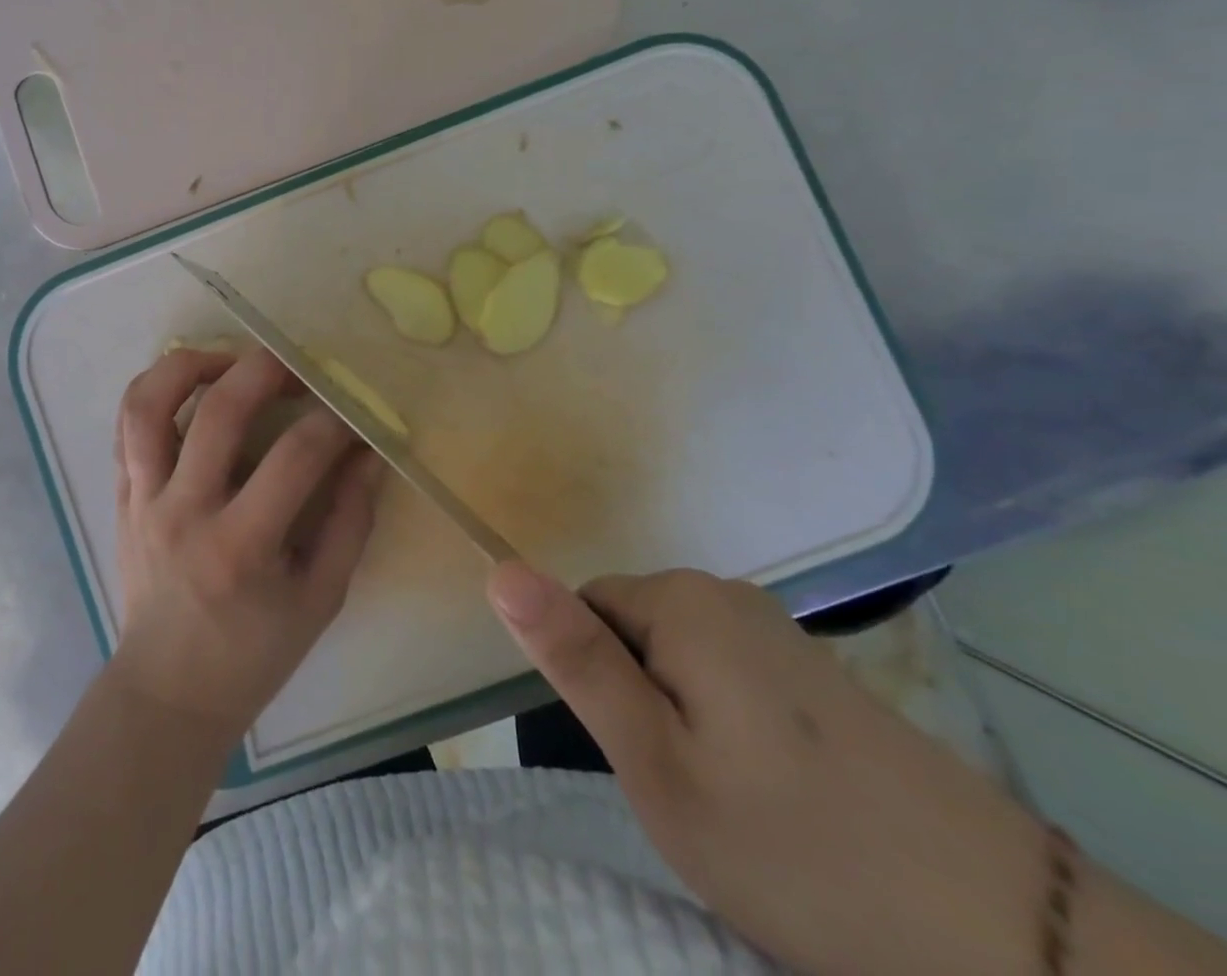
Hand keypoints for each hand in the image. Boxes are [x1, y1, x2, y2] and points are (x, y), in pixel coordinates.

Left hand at [107, 347, 382, 745]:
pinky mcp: (121, 496)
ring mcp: (143, 499)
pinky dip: (155, 391)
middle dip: (267, 370)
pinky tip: (191, 388)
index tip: (353, 416)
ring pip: (149, 404)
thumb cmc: (253, 653)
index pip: (296, 456)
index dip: (334, 424)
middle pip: (220, 411)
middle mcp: (184, 511)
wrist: (167, 689)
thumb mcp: (321, 598)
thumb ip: (351, 521)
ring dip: (191, 365)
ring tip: (229, 362)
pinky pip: (125, 425)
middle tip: (297, 368)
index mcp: (241, 546)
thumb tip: (369, 453)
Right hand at [489, 563, 1045, 975]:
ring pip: (676, 658)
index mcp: (683, 598)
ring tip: (732, 801)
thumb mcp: (656, 762)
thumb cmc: (796, 847)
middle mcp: (728, 593)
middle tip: (685, 790)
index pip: (584, 611)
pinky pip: (726, 676)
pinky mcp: (814, 671)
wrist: (1006, 940)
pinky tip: (776, 795)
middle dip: (638, 702)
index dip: (596, 686)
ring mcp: (779, 630)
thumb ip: (575, 659)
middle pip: (631, 630)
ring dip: (680, 719)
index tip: (639, 757)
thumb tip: (500, 569)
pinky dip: (726, 728)